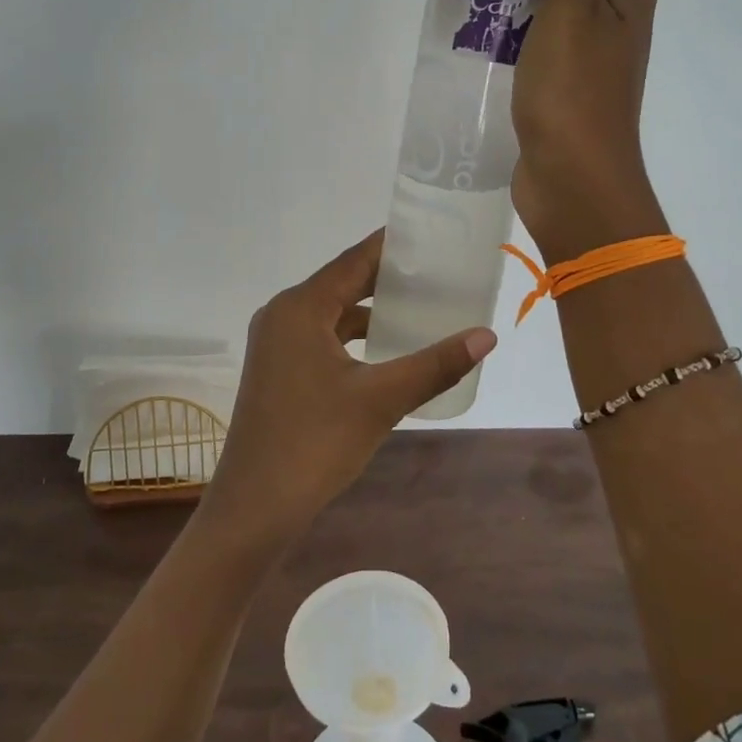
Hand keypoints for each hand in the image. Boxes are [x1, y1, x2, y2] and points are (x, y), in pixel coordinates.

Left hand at [200, 230, 496, 547]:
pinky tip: (385, 350)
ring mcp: (275, 343)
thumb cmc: (315, 444)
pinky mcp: (277, 369)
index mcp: (300, 308)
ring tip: (419, 308)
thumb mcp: (382, 400)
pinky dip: (353, 337)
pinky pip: (321, 337)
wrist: (254, 508)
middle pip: (342, 283)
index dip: (392, 246)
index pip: (354, 261)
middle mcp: (282, 314)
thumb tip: (486, 336)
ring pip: (331, 313)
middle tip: (437, 271)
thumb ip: (435, 364)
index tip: (431, 234)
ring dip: (371, 310)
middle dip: (387, 278)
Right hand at [511, 0, 667, 262]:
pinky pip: (541, 50)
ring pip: (551, 15)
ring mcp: (592, 60)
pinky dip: (517, 42)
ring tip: (473, 8)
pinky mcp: (566, 90)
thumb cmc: (573, 93)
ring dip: (517, 8)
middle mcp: (617, 23)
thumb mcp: (572, 12)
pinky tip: (486, 46)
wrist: (573, 180)